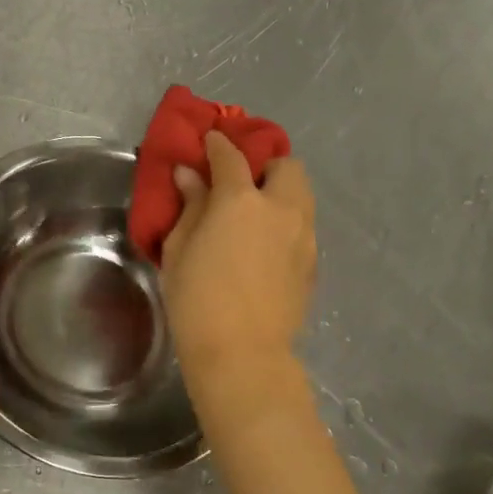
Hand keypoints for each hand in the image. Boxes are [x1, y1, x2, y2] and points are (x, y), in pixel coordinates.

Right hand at [162, 131, 316, 387]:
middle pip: (286, 166)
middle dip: (265, 163)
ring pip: (302, 195)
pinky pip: (303, 227)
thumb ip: (190, 206)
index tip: (208, 140)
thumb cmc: (196, 299)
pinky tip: (265, 244)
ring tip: (255, 212)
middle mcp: (281, 209)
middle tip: (240, 180)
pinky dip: (286, 222)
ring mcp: (304, 237)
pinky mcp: (313, 263)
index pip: (231, 156)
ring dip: (280, 191)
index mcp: (242, 200)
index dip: (218, 144)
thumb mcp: (179, 249)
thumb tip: (190, 175)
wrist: (242, 353)